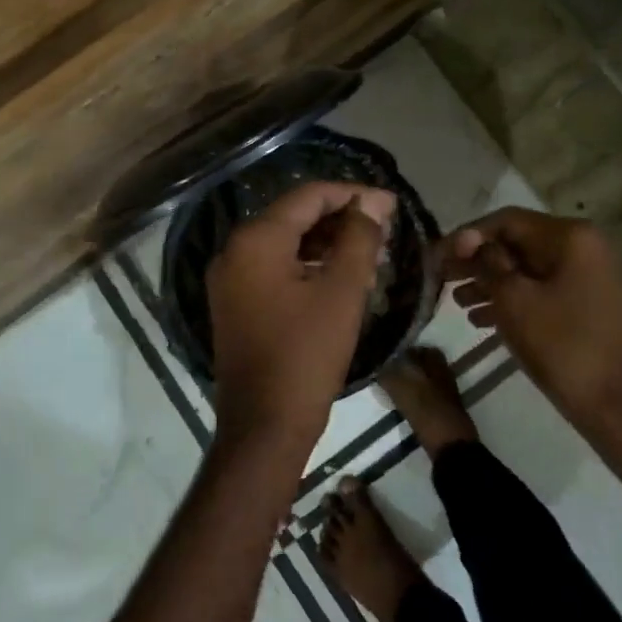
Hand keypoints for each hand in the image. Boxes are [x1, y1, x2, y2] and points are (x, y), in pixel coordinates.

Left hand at [207, 181, 395, 448]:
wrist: (264, 427)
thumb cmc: (307, 354)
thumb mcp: (342, 291)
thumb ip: (359, 238)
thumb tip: (372, 202)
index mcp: (255, 240)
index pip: (308, 196)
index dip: (353, 194)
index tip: (391, 204)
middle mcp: (234, 250)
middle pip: (294, 216)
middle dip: (341, 219)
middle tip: (383, 230)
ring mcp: (230, 278)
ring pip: (285, 242)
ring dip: (327, 242)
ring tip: (369, 254)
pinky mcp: (235, 303)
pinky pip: (275, 267)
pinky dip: (308, 264)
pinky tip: (340, 276)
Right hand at [441, 208, 621, 431]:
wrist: (619, 408)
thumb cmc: (563, 347)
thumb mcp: (514, 300)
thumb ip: (487, 263)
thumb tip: (469, 241)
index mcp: (572, 237)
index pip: (507, 221)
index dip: (466, 236)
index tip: (435, 256)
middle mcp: (586, 248)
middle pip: (519, 244)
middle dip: (477, 261)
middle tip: (440, 277)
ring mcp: (592, 277)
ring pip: (530, 270)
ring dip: (491, 282)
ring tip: (456, 301)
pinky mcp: (591, 306)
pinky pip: (545, 291)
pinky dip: (515, 299)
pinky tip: (481, 319)